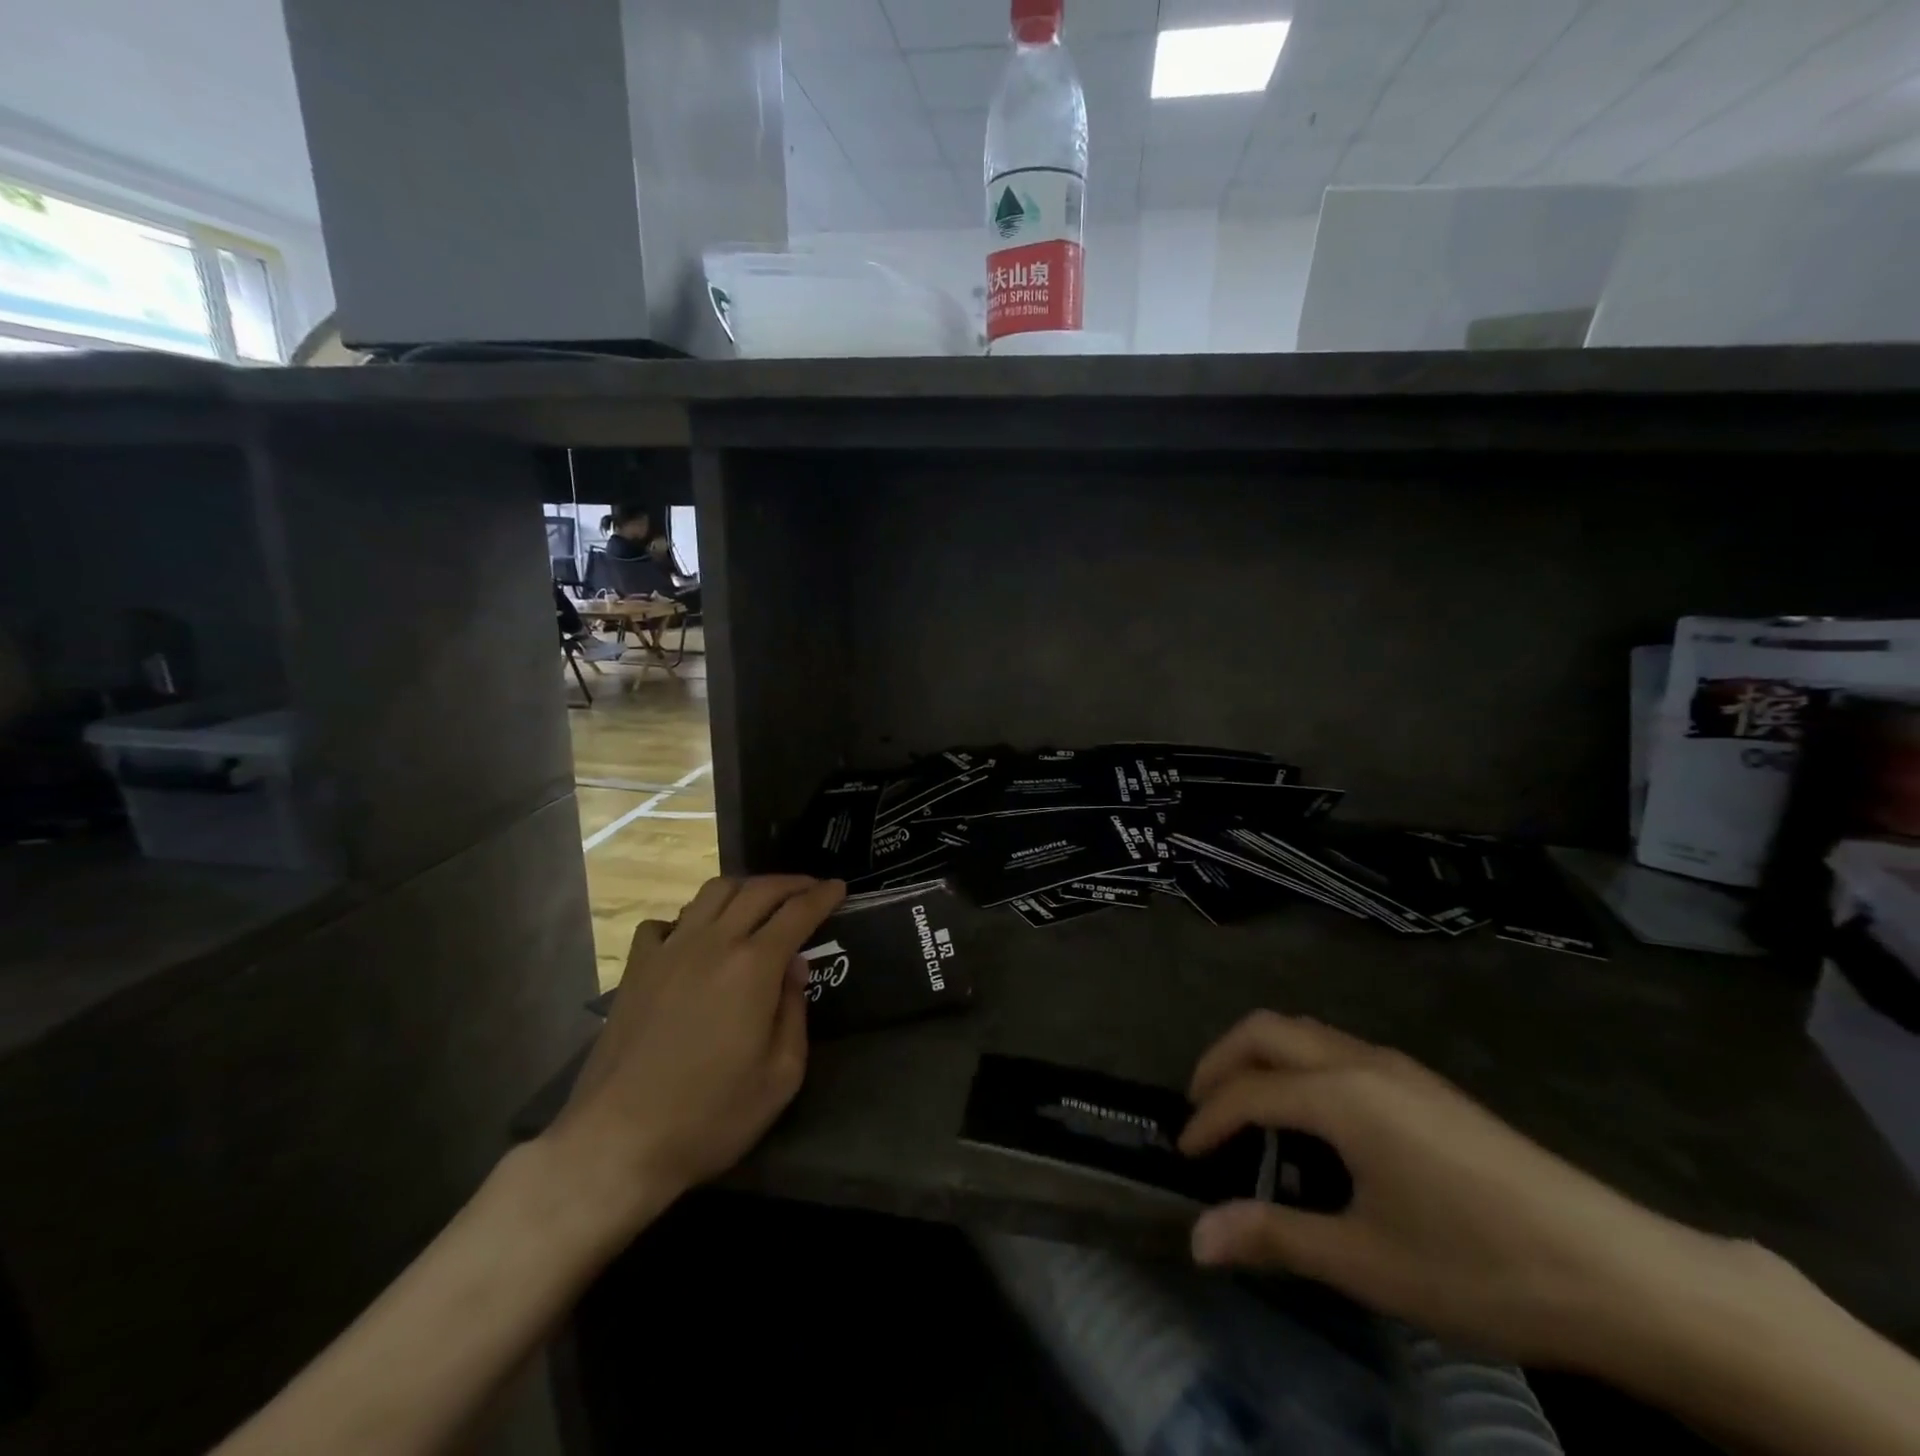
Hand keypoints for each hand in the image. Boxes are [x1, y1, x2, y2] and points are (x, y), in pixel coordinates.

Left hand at [546, 875, 844, 1231]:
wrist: (618, 1141)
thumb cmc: (711, 1115)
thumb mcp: (780, 1076)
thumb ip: (794, 1011)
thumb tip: (794, 967)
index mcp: (754, 966)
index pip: (797, 912)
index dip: (823, 895)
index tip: (838, 887)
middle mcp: (713, 943)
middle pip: (757, 890)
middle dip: (790, 883)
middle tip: (809, 888)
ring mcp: (669, 951)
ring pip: (711, 893)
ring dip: (743, 888)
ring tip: (758, 902)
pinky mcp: (635, 969)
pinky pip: (663, 924)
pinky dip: (687, 919)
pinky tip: (693, 937)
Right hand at [1178, 1012, 1738, 1369]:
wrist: (1621, 1274)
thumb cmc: (1481, 1266)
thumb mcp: (1369, 1263)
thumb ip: (1276, 1237)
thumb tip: (1197, 1238)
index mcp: (1342, 1095)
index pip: (1248, 1092)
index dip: (1207, 1119)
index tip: (1184, 1155)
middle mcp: (1362, 1061)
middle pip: (1267, 1030)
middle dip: (1222, 1060)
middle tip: (1201, 1107)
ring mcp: (1400, 1067)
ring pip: (1305, 1031)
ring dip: (1262, 1057)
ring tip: (1248, 1109)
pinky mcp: (1426, 1084)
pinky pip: (1337, 1048)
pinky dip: (1300, 1064)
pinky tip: (1316, 1119)